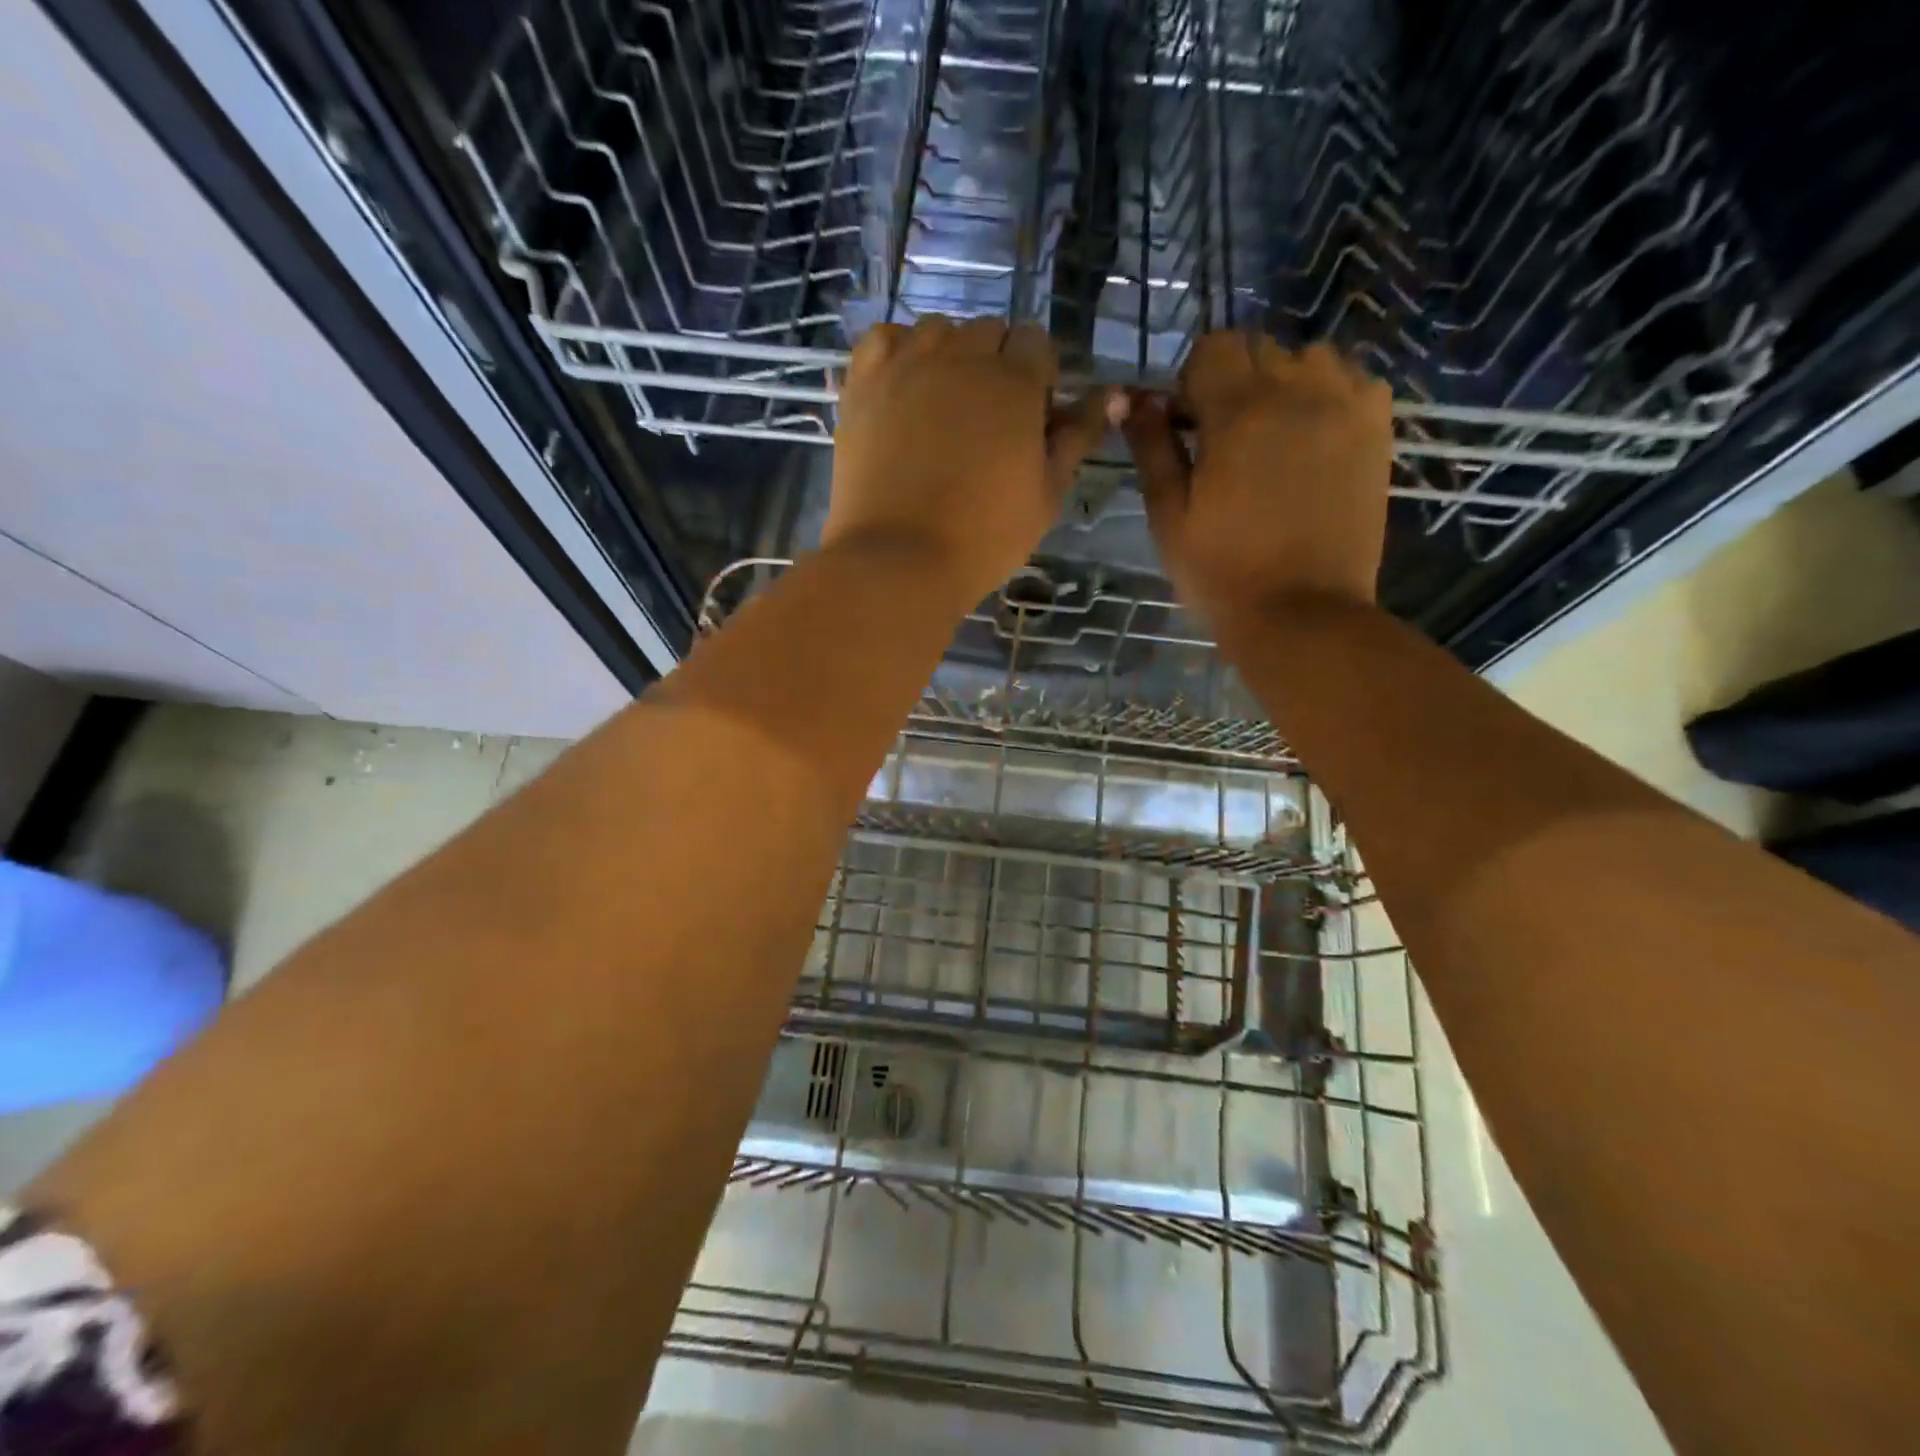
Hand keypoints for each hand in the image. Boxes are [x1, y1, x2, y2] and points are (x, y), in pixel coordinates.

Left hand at [822, 315, 1113, 601]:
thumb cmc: (984, 536)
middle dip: (997, 364)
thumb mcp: (1047, 494)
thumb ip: (1077, 437)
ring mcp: (906, 365)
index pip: (1037, 342)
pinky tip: (903, 386)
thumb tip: (1111, 394)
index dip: (1039, 375)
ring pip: (937, 330)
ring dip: (949, 355)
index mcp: (1014, 382)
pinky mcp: (862, 384)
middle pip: (989, 332)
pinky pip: (883, 339)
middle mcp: (961, 356)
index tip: (1031, 416)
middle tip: (988, 420)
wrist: (900, 559)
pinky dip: (899, 352)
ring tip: (943, 406)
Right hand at [1122, 335, 1391, 619]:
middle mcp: (1299, 390)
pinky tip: (1313, 441)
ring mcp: (1347, 405)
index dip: (1191, 383)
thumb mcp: (1168, 516)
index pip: (1212, 348)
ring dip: (1283, 384)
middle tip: (1225, 442)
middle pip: (1258, 349)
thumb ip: (1151, 448)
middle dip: (1233, 383)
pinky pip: (1351, 381)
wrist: (1302, 614)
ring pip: (1308, 358)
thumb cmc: (1221, 572)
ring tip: (1273, 438)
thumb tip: (1135, 399)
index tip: (1187, 428)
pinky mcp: (1377, 429)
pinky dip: (1327, 396)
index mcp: (1240, 412)